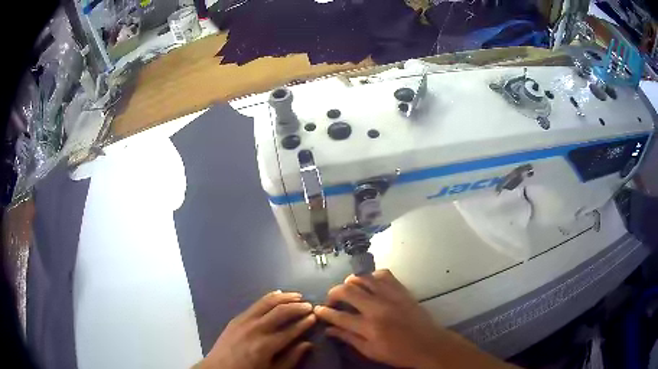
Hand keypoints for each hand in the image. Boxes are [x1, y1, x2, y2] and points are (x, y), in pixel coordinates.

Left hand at [198, 291, 315, 368]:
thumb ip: (290, 358)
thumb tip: (307, 344)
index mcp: (265, 345)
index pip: (291, 330)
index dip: (305, 323)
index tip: (315, 317)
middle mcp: (255, 329)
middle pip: (280, 311)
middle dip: (297, 307)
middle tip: (309, 306)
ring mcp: (244, 321)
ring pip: (268, 302)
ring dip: (285, 297)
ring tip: (298, 296)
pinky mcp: (237, 318)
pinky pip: (256, 303)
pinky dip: (269, 297)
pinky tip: (278, 295)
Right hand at [314, 269, 515, 368]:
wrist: (429, 344)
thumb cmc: (398, 353)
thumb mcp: (370, 351)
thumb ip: (349, 338)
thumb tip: (329, 329)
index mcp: (369, 327)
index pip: (338, 316)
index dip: (324, 312)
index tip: (317, 310)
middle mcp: (378, 307)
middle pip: (347, 291)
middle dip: (333, 293)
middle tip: (331, 301)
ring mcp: (391, 295)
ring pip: (364, 278)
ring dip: (351, 283)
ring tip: (349, 291)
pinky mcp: (402, 290)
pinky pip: (383, 274)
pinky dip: (372, 276)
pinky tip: (369, 284)